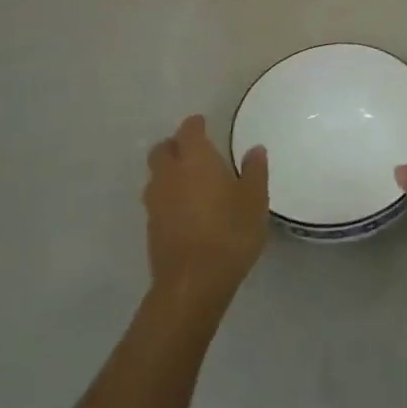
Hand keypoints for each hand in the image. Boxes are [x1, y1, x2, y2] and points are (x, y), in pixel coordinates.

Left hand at [144, 114, 269, 310]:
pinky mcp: (151, 227)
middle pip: (162, 149)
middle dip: (174, 145)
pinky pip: (157, 200)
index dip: (195, 125)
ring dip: (168, 171)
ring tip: (189, 180)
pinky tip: (184, 209)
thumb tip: (255, 150)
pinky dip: (167, 196)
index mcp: (195, 159)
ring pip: (155, 175)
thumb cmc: (230, 233)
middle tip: (193, 150)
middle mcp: (170, 174)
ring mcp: (156, 202)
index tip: (203, 124)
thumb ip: (255, 171)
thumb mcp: (255, 200)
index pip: (189, 130)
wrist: (192, 283)